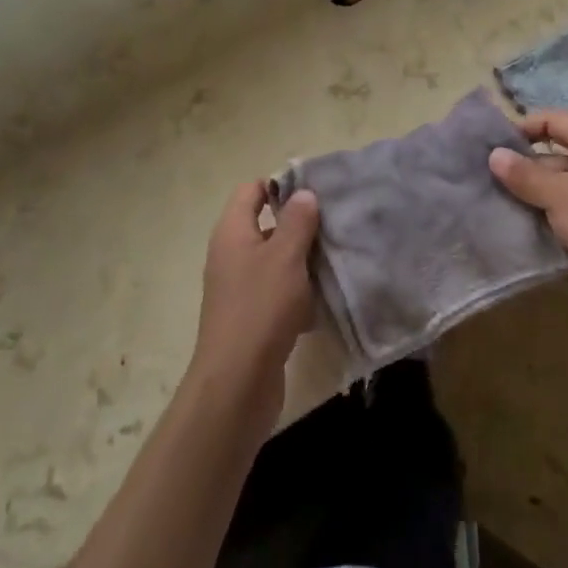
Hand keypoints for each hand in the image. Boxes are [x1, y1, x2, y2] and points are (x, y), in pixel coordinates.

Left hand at [187, 181, 320, 420]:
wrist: (237, 382)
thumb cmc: (261, 307)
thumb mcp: (285, 256)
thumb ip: (296, 221)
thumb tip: (303, 193)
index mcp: (232, 231)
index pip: (251, 190)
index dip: (280, 185)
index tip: (314, 193)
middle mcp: (231, 254)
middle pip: (266, 225)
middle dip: (299, 224)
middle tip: (334, 224)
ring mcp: (239, 288)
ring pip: (275, 261)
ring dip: (302, 261)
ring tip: (336, 259)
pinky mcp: (251, 317)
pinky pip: (278, 293)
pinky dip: (298, 294)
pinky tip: (323, 302)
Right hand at [489, 110, 567, 336]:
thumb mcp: (558, 194)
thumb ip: (524, 173)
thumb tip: (493, 154)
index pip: (555, 120)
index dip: (525, 127)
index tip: (493, 144)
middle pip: (555, 154)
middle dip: (523, 165)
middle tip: (487, 177)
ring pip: (559, 186)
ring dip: (531, 194)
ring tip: (495, 201)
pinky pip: (566, 212)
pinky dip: (545, 216)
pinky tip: (518, 225)